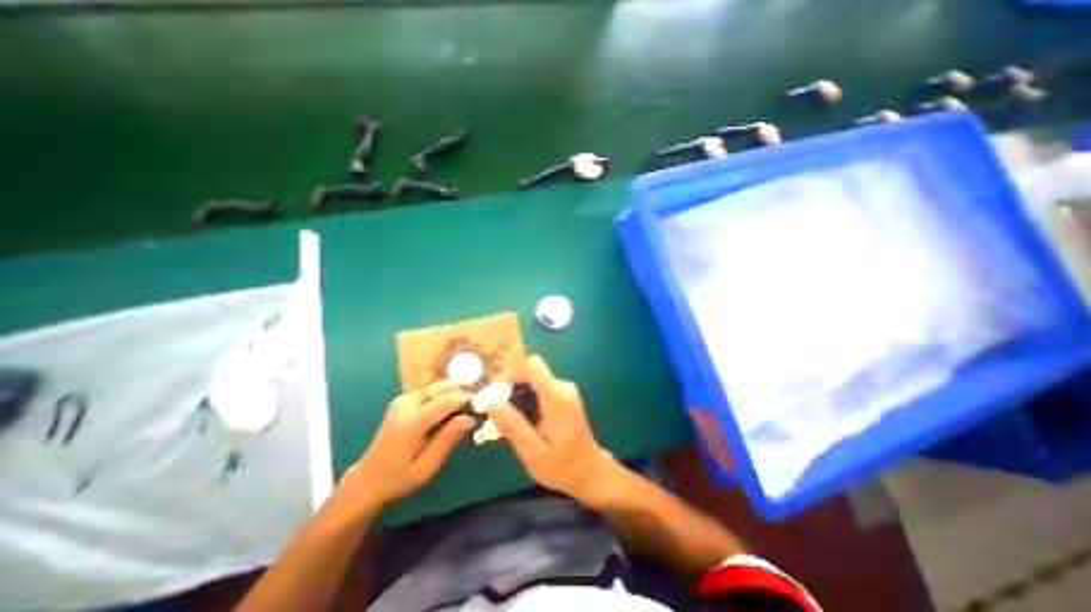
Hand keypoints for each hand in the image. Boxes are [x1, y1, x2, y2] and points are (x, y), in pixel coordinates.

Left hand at [346, 383, 471, 505]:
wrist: (367, 479)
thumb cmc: (399, 478)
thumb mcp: (427, 466)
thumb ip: (448, 439)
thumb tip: (470, 418)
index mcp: (411, 422)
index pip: (446, 400)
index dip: (466, 400)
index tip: (480, 406)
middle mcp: (406, 404)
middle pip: (442, 387)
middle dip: (461, 394)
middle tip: (472, 409)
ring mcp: (402, 400)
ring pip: (437, 386)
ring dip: (452, 394)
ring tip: (461, 412)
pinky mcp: (402, 400)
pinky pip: (430, 391)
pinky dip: (443, 396)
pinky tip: (446, 412)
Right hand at [489, 356, 622, 503]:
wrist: (590, 471)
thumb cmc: (563, 466)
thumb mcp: (533, 452)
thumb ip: (512, 426)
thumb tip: (491, 402)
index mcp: (557, 397)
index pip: (533, 365)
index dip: (512, 371)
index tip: (497, 390)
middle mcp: (562, 387)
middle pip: (531, 371)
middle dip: (511, 386)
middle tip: (497, 410)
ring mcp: (564, 390)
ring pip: (533, 379)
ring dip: (517, 393)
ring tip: (507, 418)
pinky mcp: (563, 395)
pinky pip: (539, 386)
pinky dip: (526, 397)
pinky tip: (522, 419)